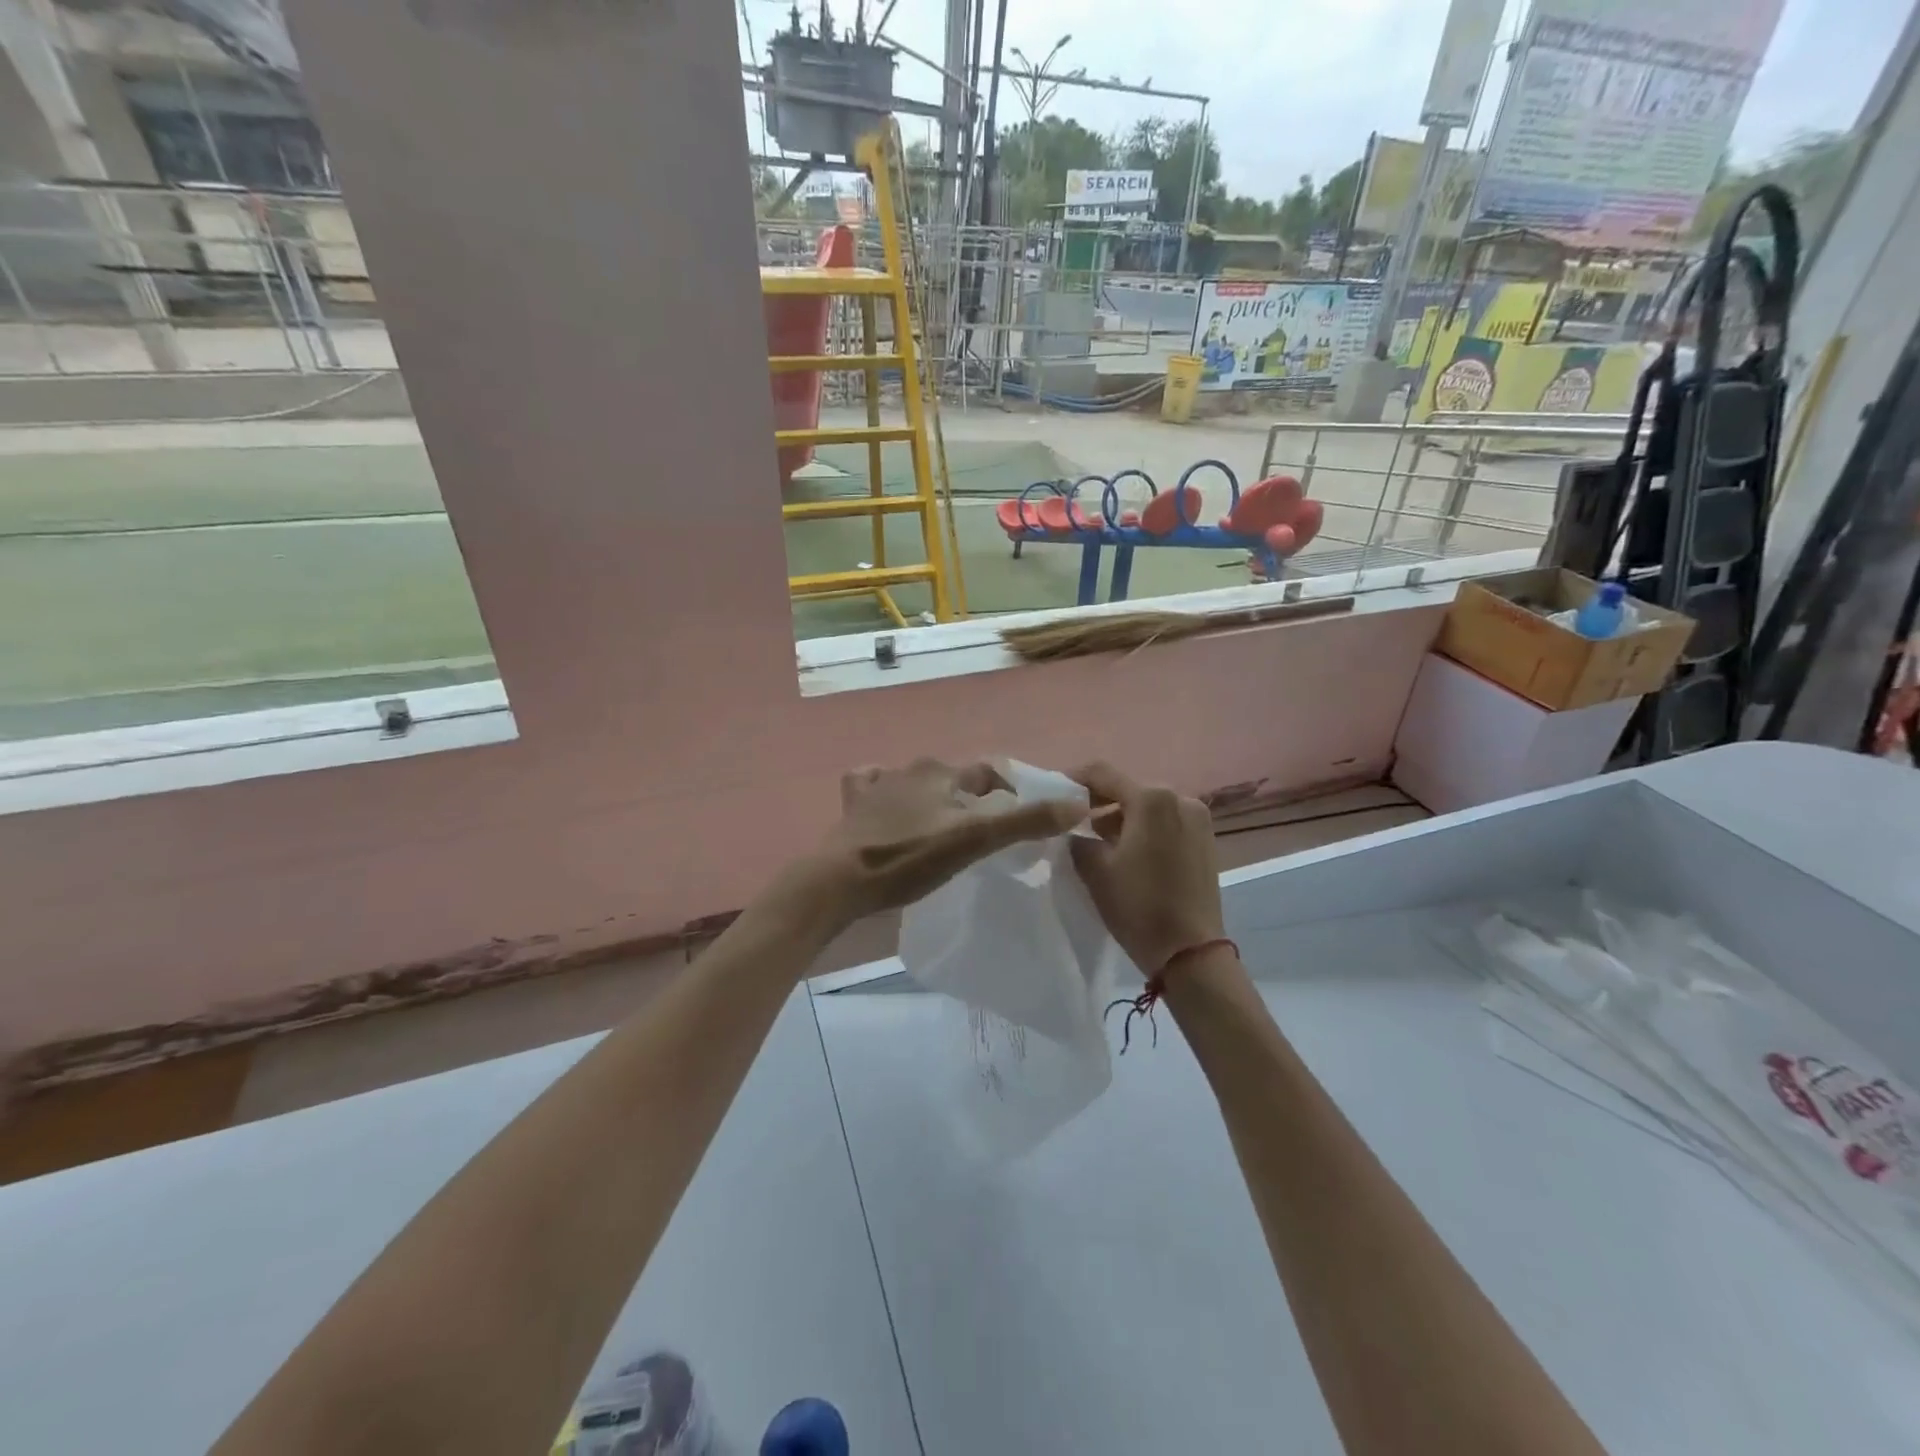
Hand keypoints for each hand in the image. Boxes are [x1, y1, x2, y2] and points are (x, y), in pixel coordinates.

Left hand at [801, 758, 1085, 922]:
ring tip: (942, 829)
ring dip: (932, 797)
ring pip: (916, 782)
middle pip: (954, 781)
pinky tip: (886, 809)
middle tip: (983, 833)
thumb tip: (1078, 803)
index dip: (1011, 794)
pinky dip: (883, 792)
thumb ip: (1026, 822)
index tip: (1021, 821)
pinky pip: (872, 787)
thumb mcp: (975, 841)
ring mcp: (878, 786)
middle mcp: (911, 769)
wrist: (842, 880)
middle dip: (972, 799)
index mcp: (942, 773)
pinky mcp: (854, 806)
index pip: (989, 775)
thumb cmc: (910, 858)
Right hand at [1068, 761, 1224, 976]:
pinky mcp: (1206, 839)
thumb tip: (1076, 830)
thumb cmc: (1138, 906)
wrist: (1190, 952)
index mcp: (1151, 798)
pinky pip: (1166, 822)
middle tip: (1072, 821)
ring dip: (1122, 816)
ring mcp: (1198, 818)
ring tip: (1098, 840)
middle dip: (1099, 801)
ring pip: (1148, 806)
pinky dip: (1144, 828)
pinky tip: (1127, 852)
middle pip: (1128, 788)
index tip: (1053, 792)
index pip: (1102, 774)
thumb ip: (1078, 838)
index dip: (1073, 779)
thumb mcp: (1095, 869)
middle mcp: (1180, 798)